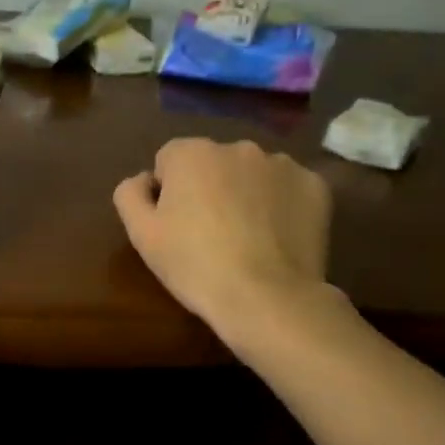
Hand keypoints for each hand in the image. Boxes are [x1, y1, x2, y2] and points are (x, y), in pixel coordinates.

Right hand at [114, 138, 333, 333]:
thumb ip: (130, 194)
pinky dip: (280, 206)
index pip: (168, 161)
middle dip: (208, 188)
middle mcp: (237, 146)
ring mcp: (282, 164)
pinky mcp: (315, 186)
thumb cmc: (194, 265)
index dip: (168, 193)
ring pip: (252, 175)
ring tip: (246, 238)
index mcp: (191, 153)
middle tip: (209, 234)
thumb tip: (144, 180)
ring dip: (245, 194)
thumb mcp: (142, 234)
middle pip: (213, 164)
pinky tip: (275, 238)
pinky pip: (288, 190)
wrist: (266, 298)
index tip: (175, 226)